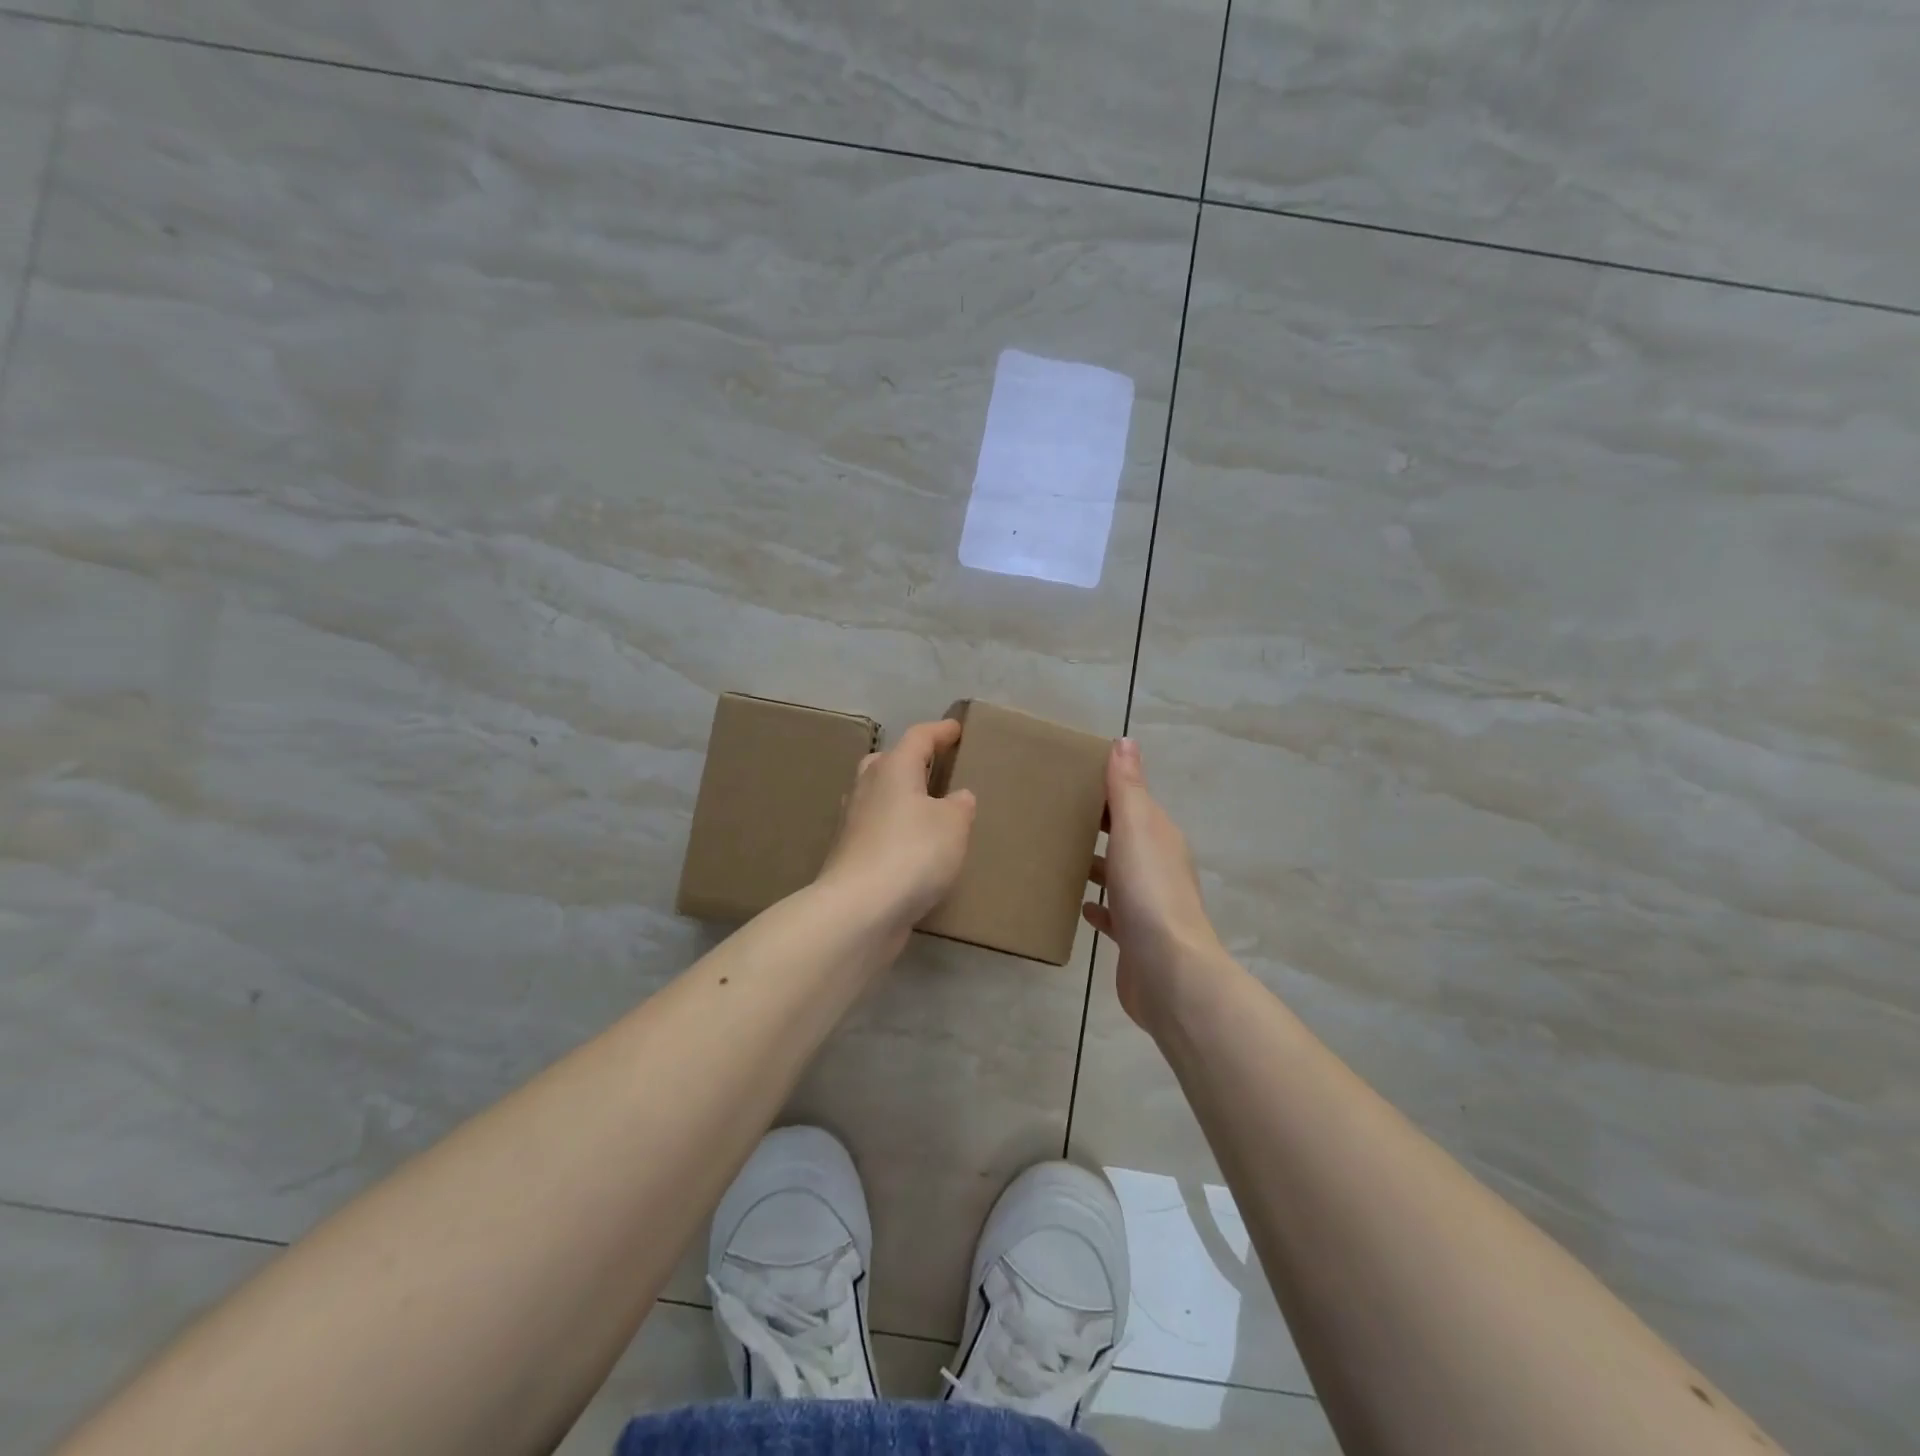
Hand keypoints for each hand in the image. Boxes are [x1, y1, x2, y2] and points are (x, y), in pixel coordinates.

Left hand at [819, 718, 977, 931]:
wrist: (859, 908)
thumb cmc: (912, 853)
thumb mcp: (953, 825)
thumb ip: (959, 806)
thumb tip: (956, 797)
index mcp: (893, 768)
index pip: (919, 737)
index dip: (940, 731)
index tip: (957, 730)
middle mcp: (867, 787)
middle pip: (888, 762)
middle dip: (910, 761)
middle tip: (934, 767)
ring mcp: (852, 821)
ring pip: (877, 795)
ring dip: (899, 796)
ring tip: (925, 808)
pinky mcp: (849, 853)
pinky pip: (876, 828)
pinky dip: (893, 828)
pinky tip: (910, 845)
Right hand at [1083, 739, 1227, 1029]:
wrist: (1168, 970)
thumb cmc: (1149, 890)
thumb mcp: (1136, 828)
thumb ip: (1128, 787)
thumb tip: (1125, 741)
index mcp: (1161, 837)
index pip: (1134, 803)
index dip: (1107, 789)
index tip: (1069, 780)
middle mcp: (1159, 867)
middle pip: (1125, 838)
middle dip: (1098, 826)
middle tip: (1053, 816)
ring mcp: (1149, 905)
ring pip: (1118, 875)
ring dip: (1096, 865)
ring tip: (1058, 856)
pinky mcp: (1135, 938)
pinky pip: (1112, 914)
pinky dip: (1097, 906)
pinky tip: (1077, 905)